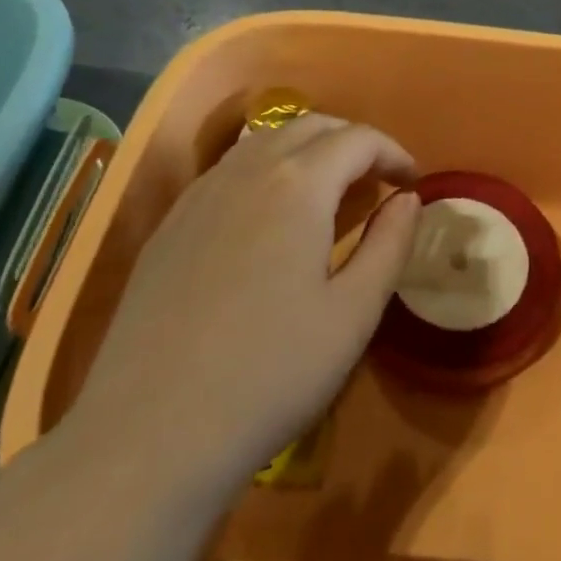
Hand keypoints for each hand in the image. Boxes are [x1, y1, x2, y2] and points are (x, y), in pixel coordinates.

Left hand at [69, 115, 420, 481]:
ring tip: (327, 191)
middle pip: (310, 126)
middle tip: (375, 181)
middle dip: (352, 142)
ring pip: (265, 141)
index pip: (357, 140)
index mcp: (299, 184)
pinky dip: (265, 169)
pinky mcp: (171, 223)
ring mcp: (202, 193)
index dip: (392, 152)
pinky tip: (268, 216)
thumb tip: (408, 199)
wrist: (149, 434)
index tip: (411, 183)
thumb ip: (390, 244)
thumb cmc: (269, 374)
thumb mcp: (353, 315)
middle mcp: (248, 170)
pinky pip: (229, 169)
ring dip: (307, 150)